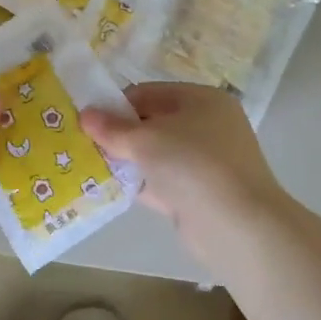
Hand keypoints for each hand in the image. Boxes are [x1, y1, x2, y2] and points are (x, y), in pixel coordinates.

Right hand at [82, 83, 286, 236]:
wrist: (237, 226)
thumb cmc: (192, 165)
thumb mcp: (145, 140)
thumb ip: (112, 128)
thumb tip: (85, 114)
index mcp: (201, 100)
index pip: (148, 93)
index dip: (115, 105)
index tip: (87, 121)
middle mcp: (207, 126)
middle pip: (152, 123)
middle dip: (119, 134)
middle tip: (84, 144)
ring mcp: (205, 162)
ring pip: (156, 155)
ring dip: (127, 160)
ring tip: (90, 165)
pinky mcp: (199, 194)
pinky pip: (162, 182)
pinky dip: (140, 184)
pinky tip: (110, 188)